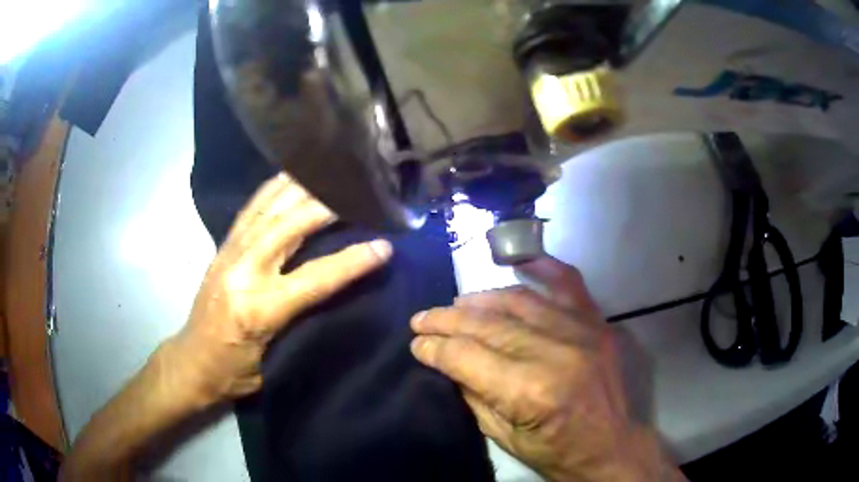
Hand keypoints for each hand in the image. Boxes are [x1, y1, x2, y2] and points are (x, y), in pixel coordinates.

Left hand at [167, 173, 392, 403]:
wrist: (191, 362)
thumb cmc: (234, 372)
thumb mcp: (274, 361)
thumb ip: (303, 323)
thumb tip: (336, 293)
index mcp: (258, 309)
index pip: (315, 277)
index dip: (353, 261)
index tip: (385, 246)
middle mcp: (242, 271)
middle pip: (290, 226)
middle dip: (328, 205)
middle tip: (361, 191)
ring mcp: (229, 253)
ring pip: (269, 208)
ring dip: (302, 187)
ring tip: (331, 171)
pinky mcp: (223, 246)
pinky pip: (251, 208)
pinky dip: (273, 188)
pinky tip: (291, 176)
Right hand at [410, 257, 680, 481]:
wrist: (612, 446)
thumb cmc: (557, 452)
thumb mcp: (503, 437)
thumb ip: (473, 395)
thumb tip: (447, 362)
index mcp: (530, 390)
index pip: (468, 356)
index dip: (435, 348)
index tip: (416, 343)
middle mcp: (555, 352)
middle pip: (488, 324)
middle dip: (447, 320)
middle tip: (422, 319)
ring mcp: (581, 331)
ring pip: (519, 301)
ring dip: (480, 300)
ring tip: (456, 304)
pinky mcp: (596, 322)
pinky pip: (566, 283)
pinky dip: (541, 267)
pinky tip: (517, 261)